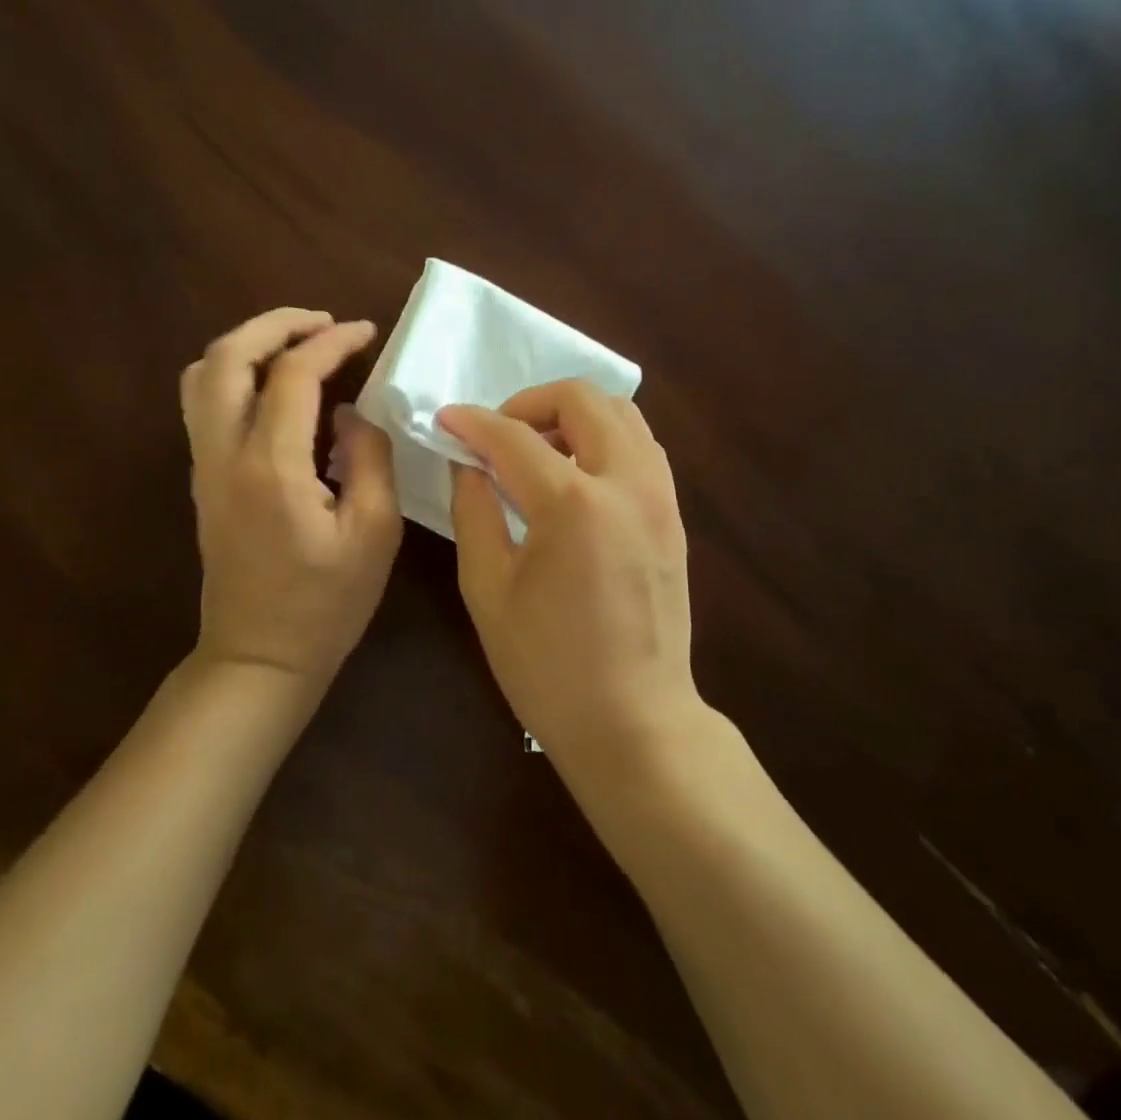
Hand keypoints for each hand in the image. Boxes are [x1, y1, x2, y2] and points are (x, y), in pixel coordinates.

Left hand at [181, 308, 401, 685]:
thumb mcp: (375, 533)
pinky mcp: (203, 479)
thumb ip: (369, 458)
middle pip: (227, 356)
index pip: (293, 375)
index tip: (366, 331)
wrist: (259, 658)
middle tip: (324, 322)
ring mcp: (205, 466)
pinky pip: (204, 402)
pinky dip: (236, 372)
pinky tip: (276, 386)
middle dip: (276, 324)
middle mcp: (224, 455)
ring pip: (203, 375)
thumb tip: (350, 413)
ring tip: (297, 344)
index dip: (332, 342)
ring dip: (248, 344)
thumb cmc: (326, 604)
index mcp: (272, 467)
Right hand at [439, 380, 699, 760]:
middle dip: (530, 402)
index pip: (514, 437)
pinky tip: (575, 475)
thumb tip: (469, 464)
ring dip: (573, 414)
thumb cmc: (548, 666)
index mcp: (573, 504)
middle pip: (583, 398)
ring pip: (622, 413)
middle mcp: (627, 483)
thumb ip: (474, 511)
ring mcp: (660, 496)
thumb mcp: (488, 589)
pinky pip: (641, 446)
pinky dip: (604, 438)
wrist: (634, 721)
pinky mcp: (674, 514)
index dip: (473, 423)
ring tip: (538, 449)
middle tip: (498, 435)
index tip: (446, 420)